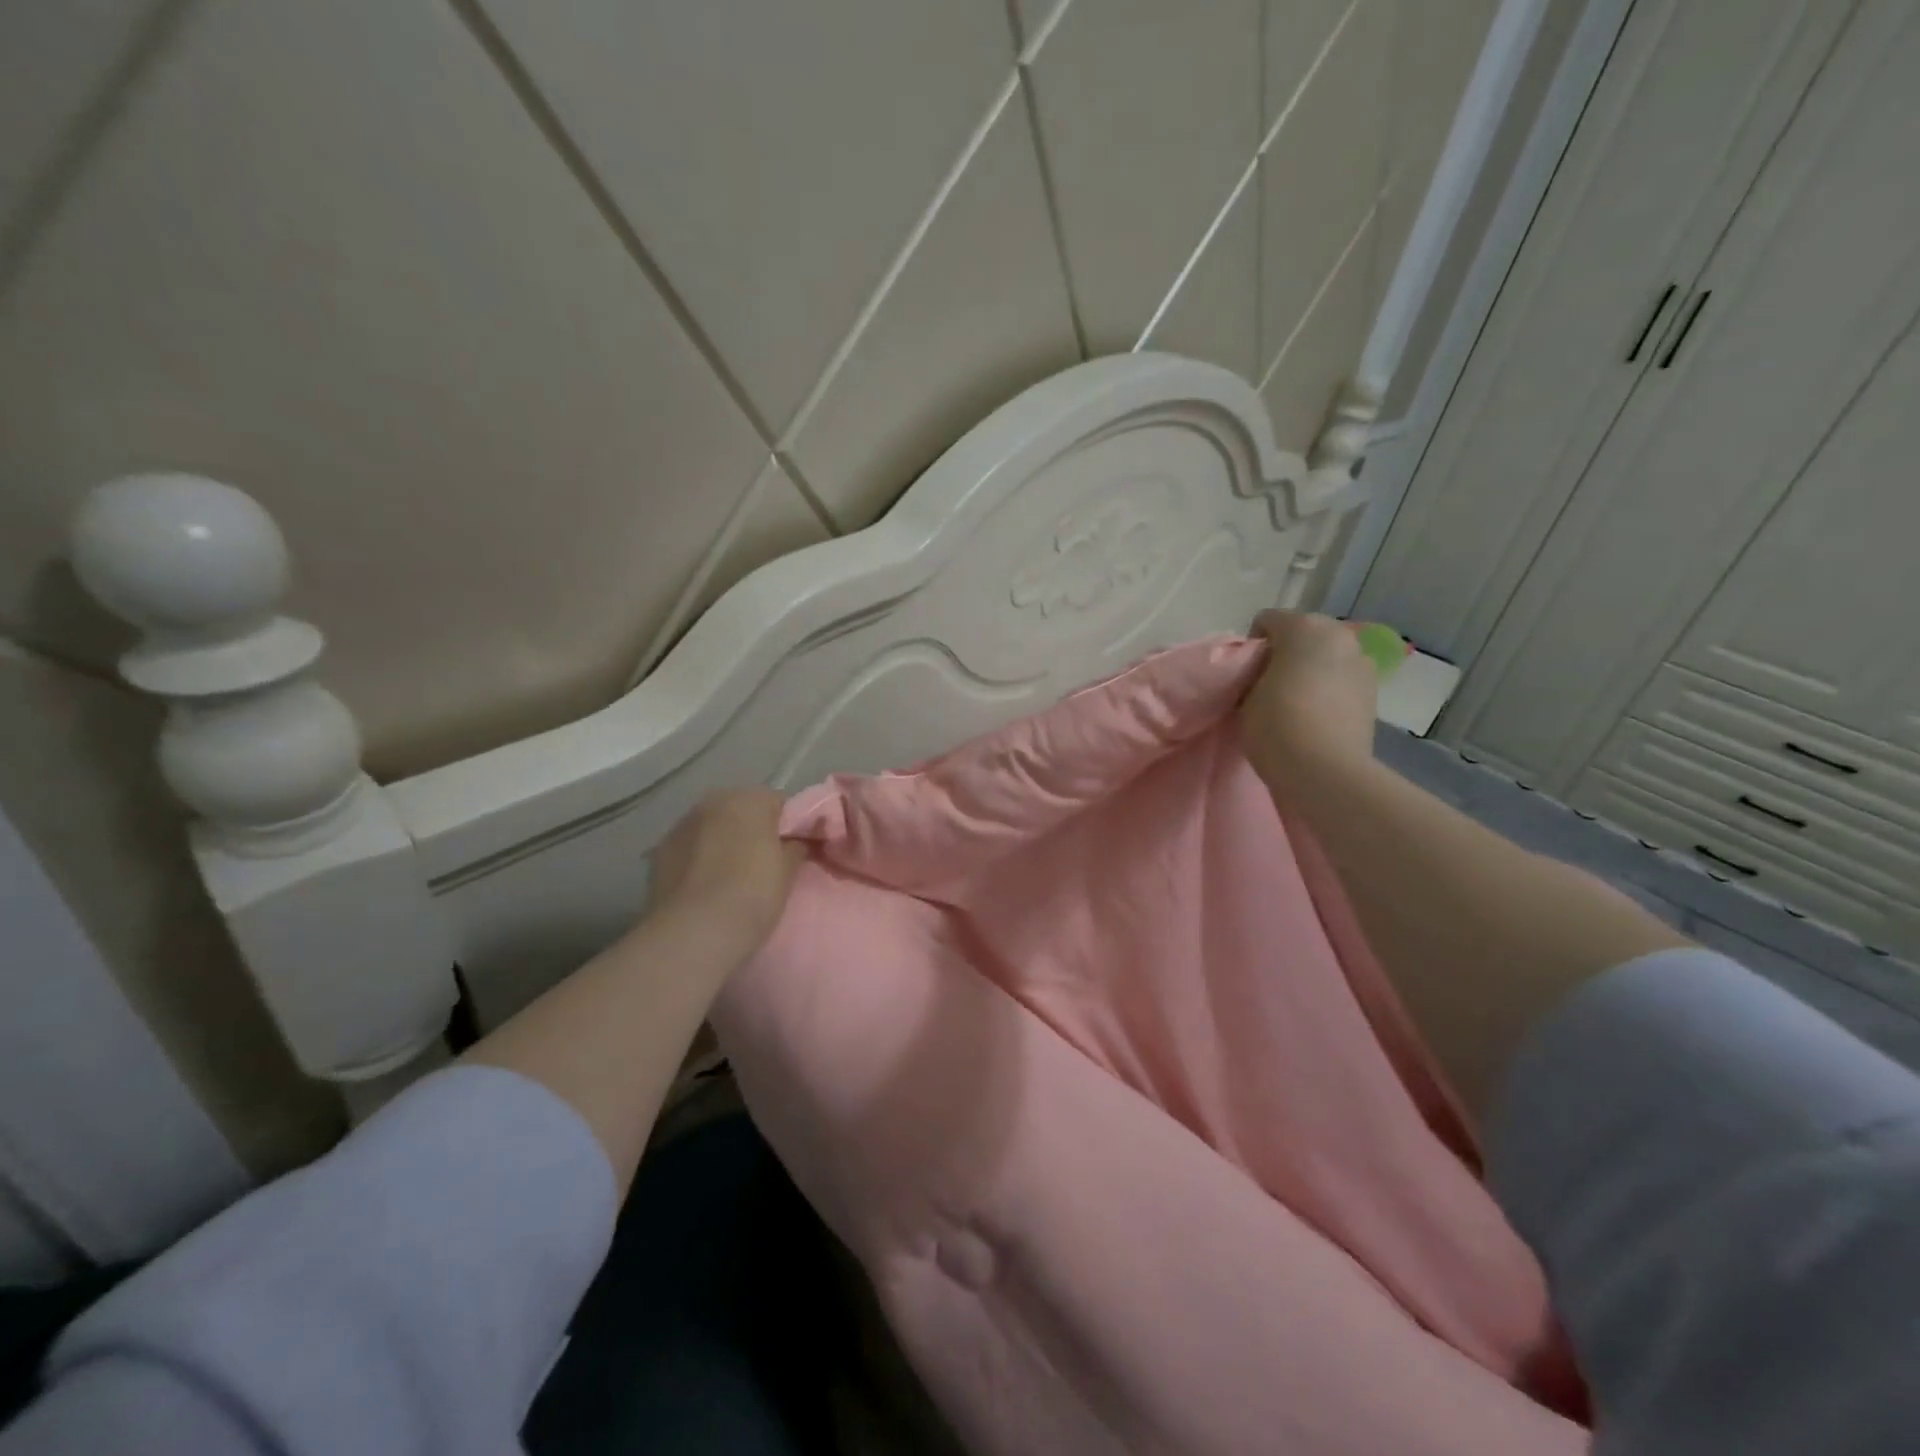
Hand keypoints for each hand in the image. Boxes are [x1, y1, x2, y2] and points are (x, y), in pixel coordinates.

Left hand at [649, 789, 804, 950]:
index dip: (789, 827)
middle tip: (764, 865)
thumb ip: (796, 847)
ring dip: (722, 843)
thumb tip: (796, 842)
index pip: (779, 803)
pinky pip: (689, 849)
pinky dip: (697, 860)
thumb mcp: (788, 872)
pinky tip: (704, 888)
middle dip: (752, 831)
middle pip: (741, 811)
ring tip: (731, 879)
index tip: (793, 852)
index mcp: (749, 799)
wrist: (694, 933)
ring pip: (712, 828)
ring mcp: (681, 825)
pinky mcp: (658, 852)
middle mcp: (712, 802)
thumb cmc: (753, 894)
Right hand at [1239, 610, 1377, 783]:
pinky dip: (1329, 688)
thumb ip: (1253, 673)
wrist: (1324, 771)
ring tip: (1295, 702)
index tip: (1245, 674)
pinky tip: (1316, 714)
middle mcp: (1339, 635)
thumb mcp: (1244, 696)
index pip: (1267, 620)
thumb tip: (1263, 674)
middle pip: (1304, 633)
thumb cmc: (1276, 725)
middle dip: (1286, 652)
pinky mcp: (1374, 692)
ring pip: (1326, 656)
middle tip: (1269, 685)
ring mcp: (1362, 663)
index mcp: (1303, 627)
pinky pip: (1342, 679)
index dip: (1252, 645)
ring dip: (1310, 669)